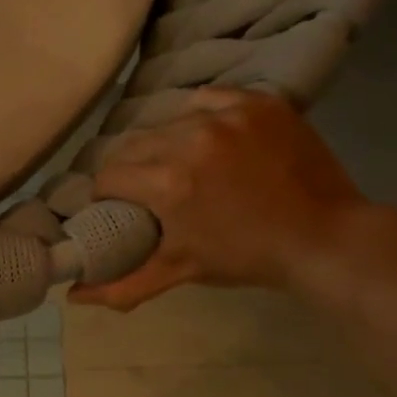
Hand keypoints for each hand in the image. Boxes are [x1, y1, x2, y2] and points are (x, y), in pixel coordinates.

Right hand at [69, 89, 376, 310]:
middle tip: (149, 187)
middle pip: (133, 144)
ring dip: (166, 142)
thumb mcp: (180, 271)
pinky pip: (208, 99)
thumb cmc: (246, 257)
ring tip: (181, 163)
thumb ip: (123, 286)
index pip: (109, 176)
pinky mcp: (256, 102)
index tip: (119, 205)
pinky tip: (209, 136)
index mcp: (166, 182)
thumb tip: (73, 297)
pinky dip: (201, 116)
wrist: (324, 237)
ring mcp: (226, 115)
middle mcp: (189, 139)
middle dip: (132, 167)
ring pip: (168, 121)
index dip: (107, 194)